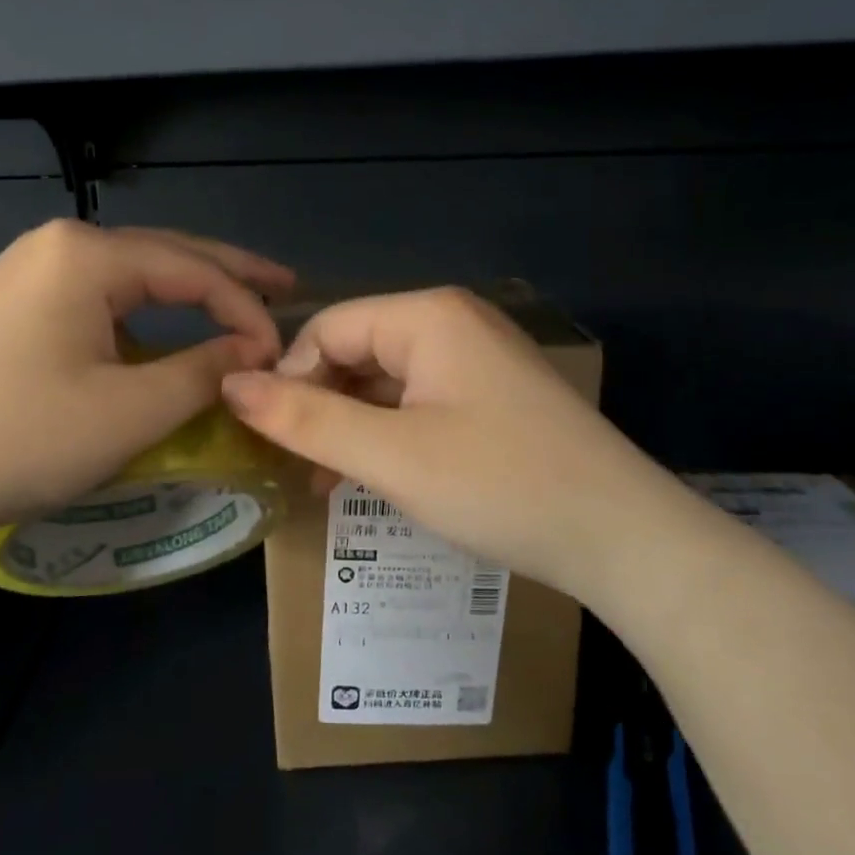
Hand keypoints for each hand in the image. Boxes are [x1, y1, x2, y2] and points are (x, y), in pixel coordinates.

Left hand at [0, 222, 293, 549]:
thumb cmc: (22, 439)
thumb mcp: (132, 410)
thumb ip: (204, 370)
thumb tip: (252, 351)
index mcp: (86, 254)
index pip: (193, 270)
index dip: (246, 308)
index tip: (281, 351)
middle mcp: (55, 244)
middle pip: (163, 255)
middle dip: (227, 274)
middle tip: (284, 287)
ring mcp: (26, 270)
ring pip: (129, 275)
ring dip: (184, 292)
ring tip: (235, 305)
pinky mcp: (11, 303)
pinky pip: (96, 296)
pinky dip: (141, 313)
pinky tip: (162, 329)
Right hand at [219, 287, 697, 600]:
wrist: (625, 538)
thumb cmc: (501, 485)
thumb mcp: (391, 456)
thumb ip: (305, 419)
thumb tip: (230, 384)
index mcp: (428, 316)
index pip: (327, 328)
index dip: (289, 379)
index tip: (271, 440)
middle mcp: (452, 322)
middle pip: (356, 350)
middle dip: (320, 406)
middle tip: (296, 466)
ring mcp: (477, 358)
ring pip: (385, 380)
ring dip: (350, 425)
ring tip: (326, 480)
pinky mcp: (492, 395)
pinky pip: (418, 401)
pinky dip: (388, 433)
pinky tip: (375, 475)